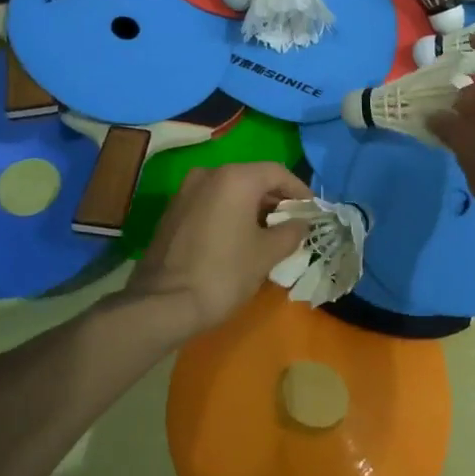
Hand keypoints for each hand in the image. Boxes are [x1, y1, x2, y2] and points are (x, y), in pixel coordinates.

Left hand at [126, 161, 311, 338]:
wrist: (163, 303)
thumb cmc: (224, 273)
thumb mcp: (267, 254)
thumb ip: (291, 232)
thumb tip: (300, 224)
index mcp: (235, 178)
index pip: (277, 172)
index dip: (300, 191)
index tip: (312, 212)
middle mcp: (209, 174)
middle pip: (253, 178)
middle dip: (275, 199)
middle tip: (292, 224)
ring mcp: (186, 191)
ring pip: (230, 190)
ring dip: (252, 207)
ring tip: (268, 234)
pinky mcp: (173, 210)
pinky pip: (211, 203)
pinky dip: (230, 213)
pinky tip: (239, 239)